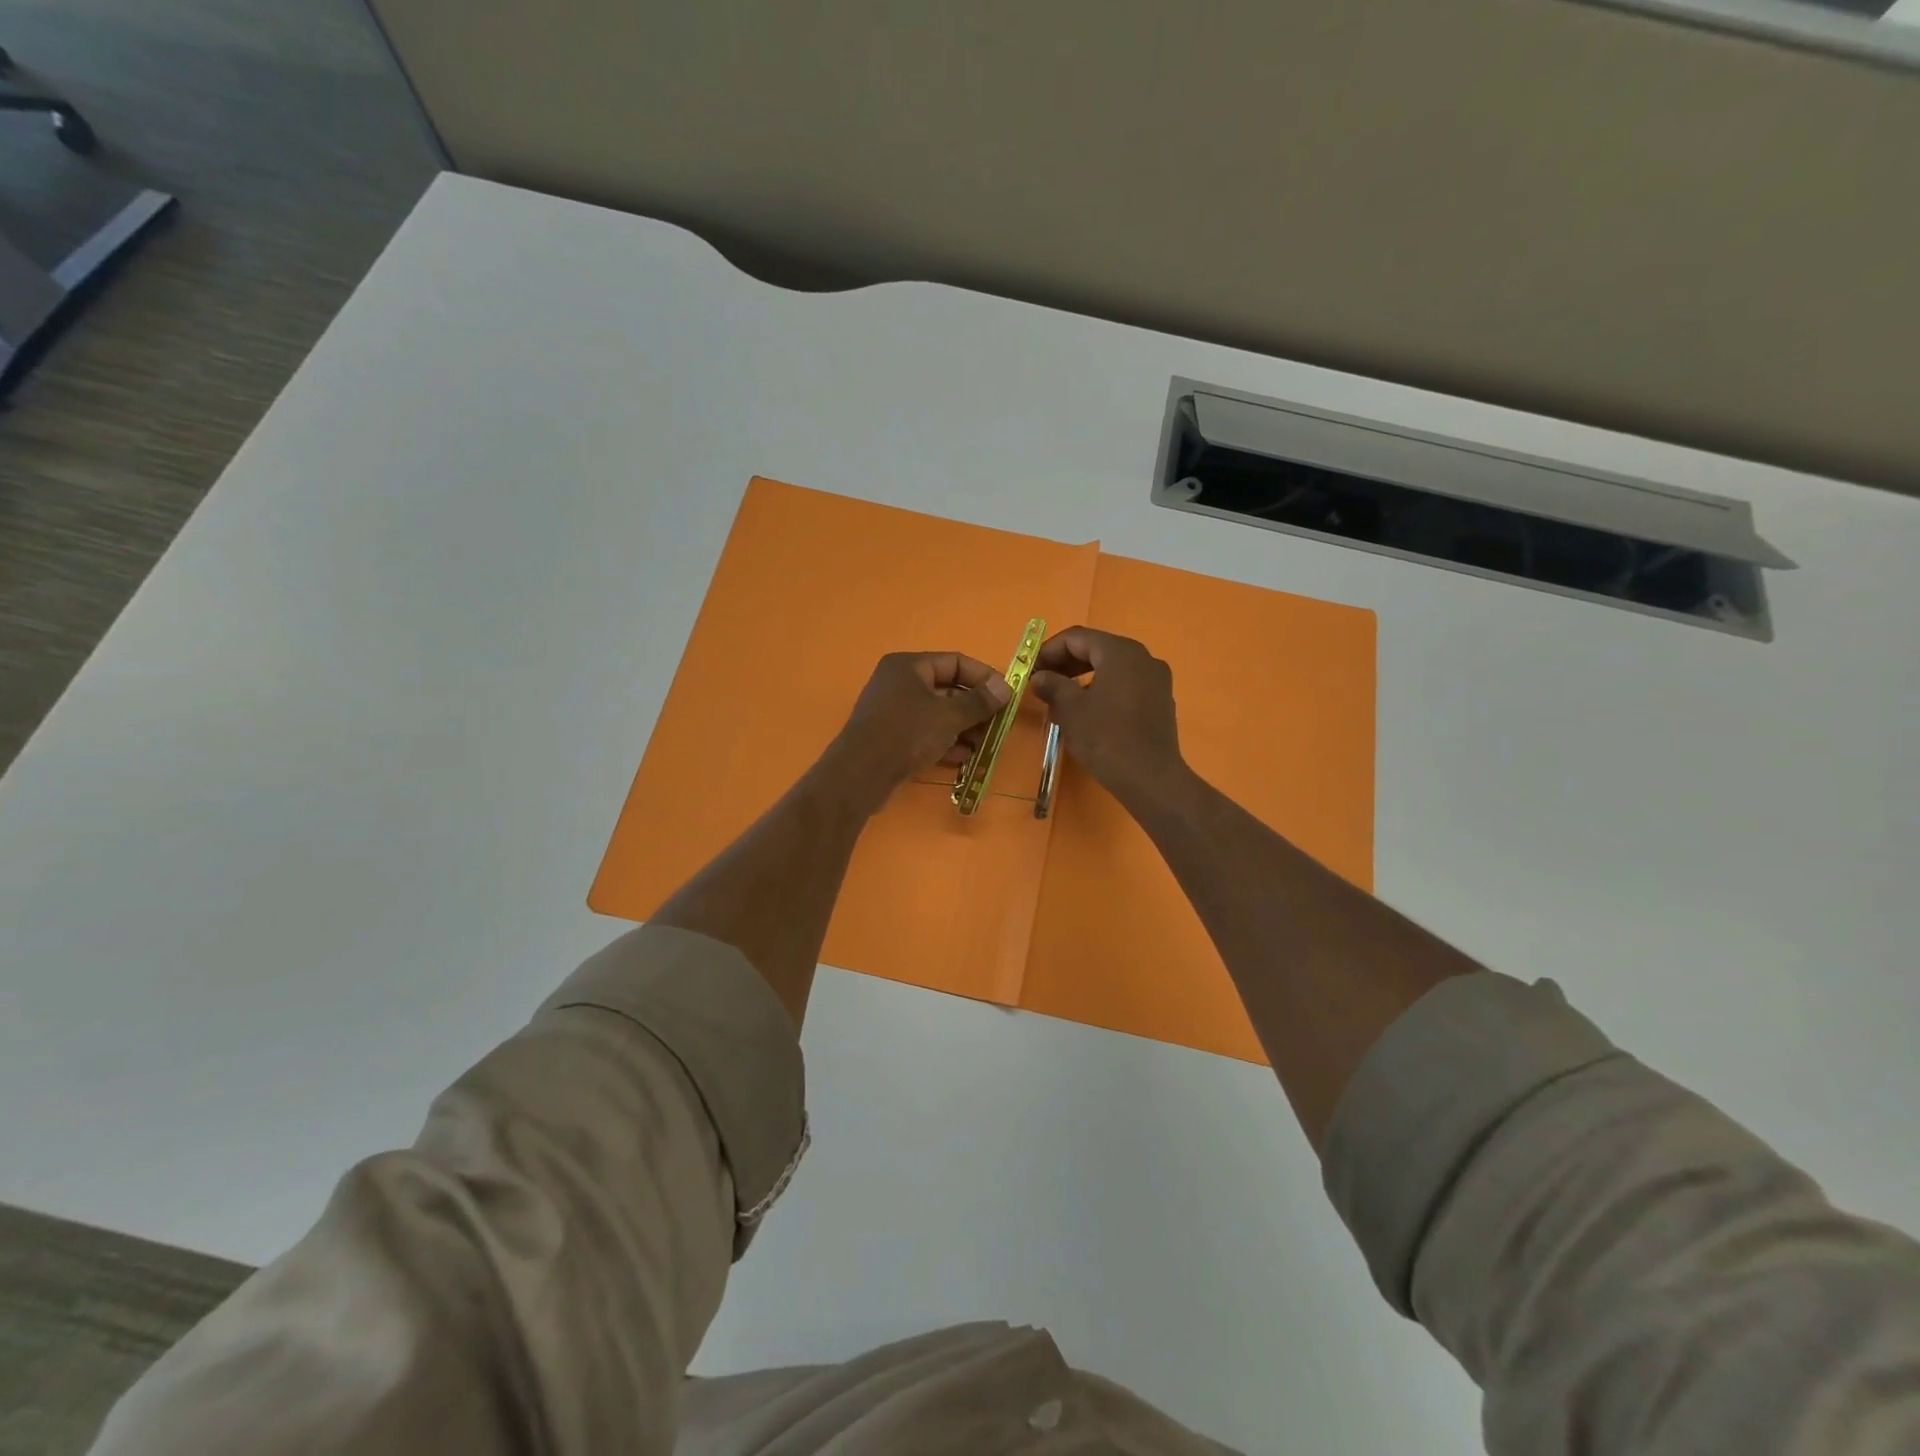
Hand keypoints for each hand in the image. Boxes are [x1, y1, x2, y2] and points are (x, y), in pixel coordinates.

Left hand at [827, 651, 1011, 810]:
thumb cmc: (906, 734)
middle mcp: (899, 683)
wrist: (860, 774)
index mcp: (909, 666)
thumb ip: (979, 702)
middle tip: (999, 724)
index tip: (1007, 695)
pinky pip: (926, 733)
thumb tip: (1007, 688)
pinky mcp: (892, 737)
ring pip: (938, 713)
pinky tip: (965, 757)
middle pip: (947, 688)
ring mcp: (894, 711)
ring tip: (985, 744)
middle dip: (975, 707)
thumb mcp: (949, 716)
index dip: (984, 676)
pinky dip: (946, 741)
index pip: (955, 661)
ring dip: (964, 727)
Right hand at [1029, 627, 1184, 801]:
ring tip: (1061, 698)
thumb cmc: (1106, 738)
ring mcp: (1156, 679)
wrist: (1150, 778)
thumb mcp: (1071, 709)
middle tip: (1042, 681)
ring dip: (1083, 676)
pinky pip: (1126, 683)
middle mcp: (1143, 657)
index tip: (1030, 669)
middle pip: (1097, 649)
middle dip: (1066, 662)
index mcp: (1120, 652)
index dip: (1049, 650)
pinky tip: (1088, 710)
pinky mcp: (1161, 700)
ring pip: (1112, 667)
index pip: (1077, 637)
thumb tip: (1040, 677)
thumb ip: (1053, 685)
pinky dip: (1103, 688)